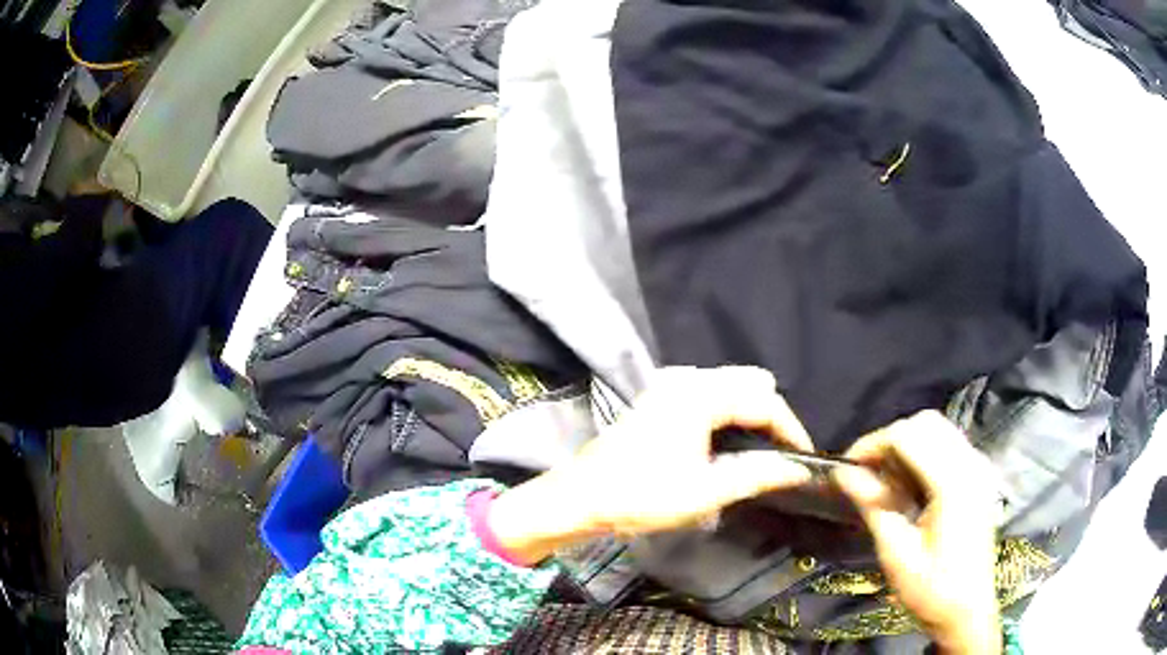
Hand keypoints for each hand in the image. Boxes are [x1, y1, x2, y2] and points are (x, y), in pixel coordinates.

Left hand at [490, 366, 814, 563]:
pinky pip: (709, 391)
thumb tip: (797, 468)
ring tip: (760, 450)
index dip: (791, 429)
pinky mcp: (659, 396)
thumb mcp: (706, 491)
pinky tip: (728, 439)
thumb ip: (757, 474)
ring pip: (730, 385)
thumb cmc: (642, 496)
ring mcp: (669, 383)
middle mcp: (687, 378)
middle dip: (772, 416)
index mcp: (701, 395)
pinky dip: (728, 410)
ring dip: (750, 412)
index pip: (764, 402)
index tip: (804, 458)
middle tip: (781, 454)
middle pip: (750, 384)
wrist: (580, 498)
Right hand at [832, 411, 1001, 654]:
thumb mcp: (897, 554)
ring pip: (938, 430)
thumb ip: (874, 506)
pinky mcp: (979, 476)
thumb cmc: (931, 590)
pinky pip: (948, 445)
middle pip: (925, 423)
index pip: (908, 436)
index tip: (847, 467)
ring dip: (907, 445)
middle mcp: (970, 464)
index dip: (873, 444)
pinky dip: (923, 453)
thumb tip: (843, 473)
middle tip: (866, 474)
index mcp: (953, 483)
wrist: (967, 611)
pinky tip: (910, 484)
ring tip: (885, 480)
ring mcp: (978, 468)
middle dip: (890, 441)